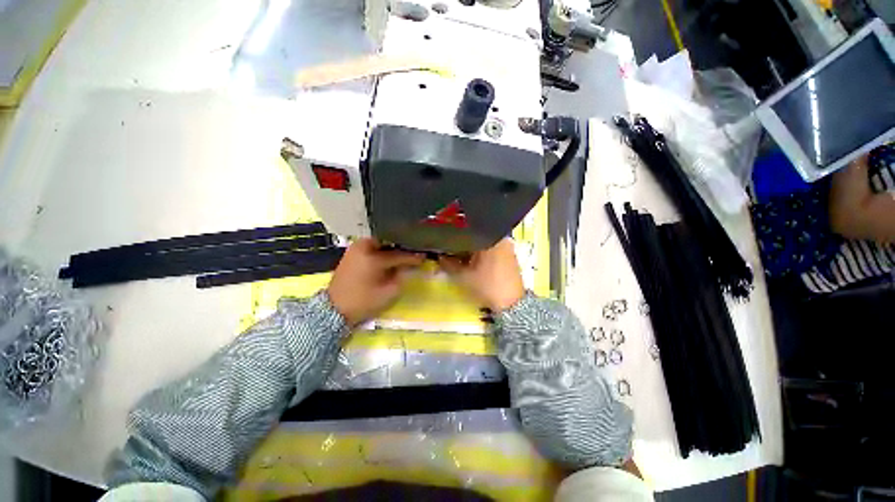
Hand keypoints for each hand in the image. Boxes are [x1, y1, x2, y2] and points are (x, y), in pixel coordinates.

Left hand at [328, 239, 423, 325]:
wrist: (333, 309)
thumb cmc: (363, 302)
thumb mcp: (388, 292)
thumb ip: (402, 276)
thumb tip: (409, 266)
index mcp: (372, 257)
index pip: (398, 255)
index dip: (412, 257)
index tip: (423, 257)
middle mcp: (363, 247)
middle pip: (388, 243)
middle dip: (401, 246)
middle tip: (413, 250)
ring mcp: (355, 249)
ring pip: (379, 243)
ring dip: (391, 247)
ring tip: (403, 251)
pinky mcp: (351, 253)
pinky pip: (370, 246)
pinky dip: (381, 249)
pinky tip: (389, 255)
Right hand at [439, 238, 524, 311]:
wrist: (511, 304)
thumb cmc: (487, 286)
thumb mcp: (463, 276)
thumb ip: (448, 264)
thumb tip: (439, 256)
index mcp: (490, 239)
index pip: (467, 233)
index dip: (453, 239)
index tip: (443, 245)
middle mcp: (500, 238)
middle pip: (475, 237)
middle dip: (462, 245)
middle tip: (450, 253)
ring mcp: (506, 247)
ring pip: (482, 244)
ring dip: (471, 250)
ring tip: (459, 258)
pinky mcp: (509, 255)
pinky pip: (490, 249)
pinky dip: (480, 254)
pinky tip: (473, 263)